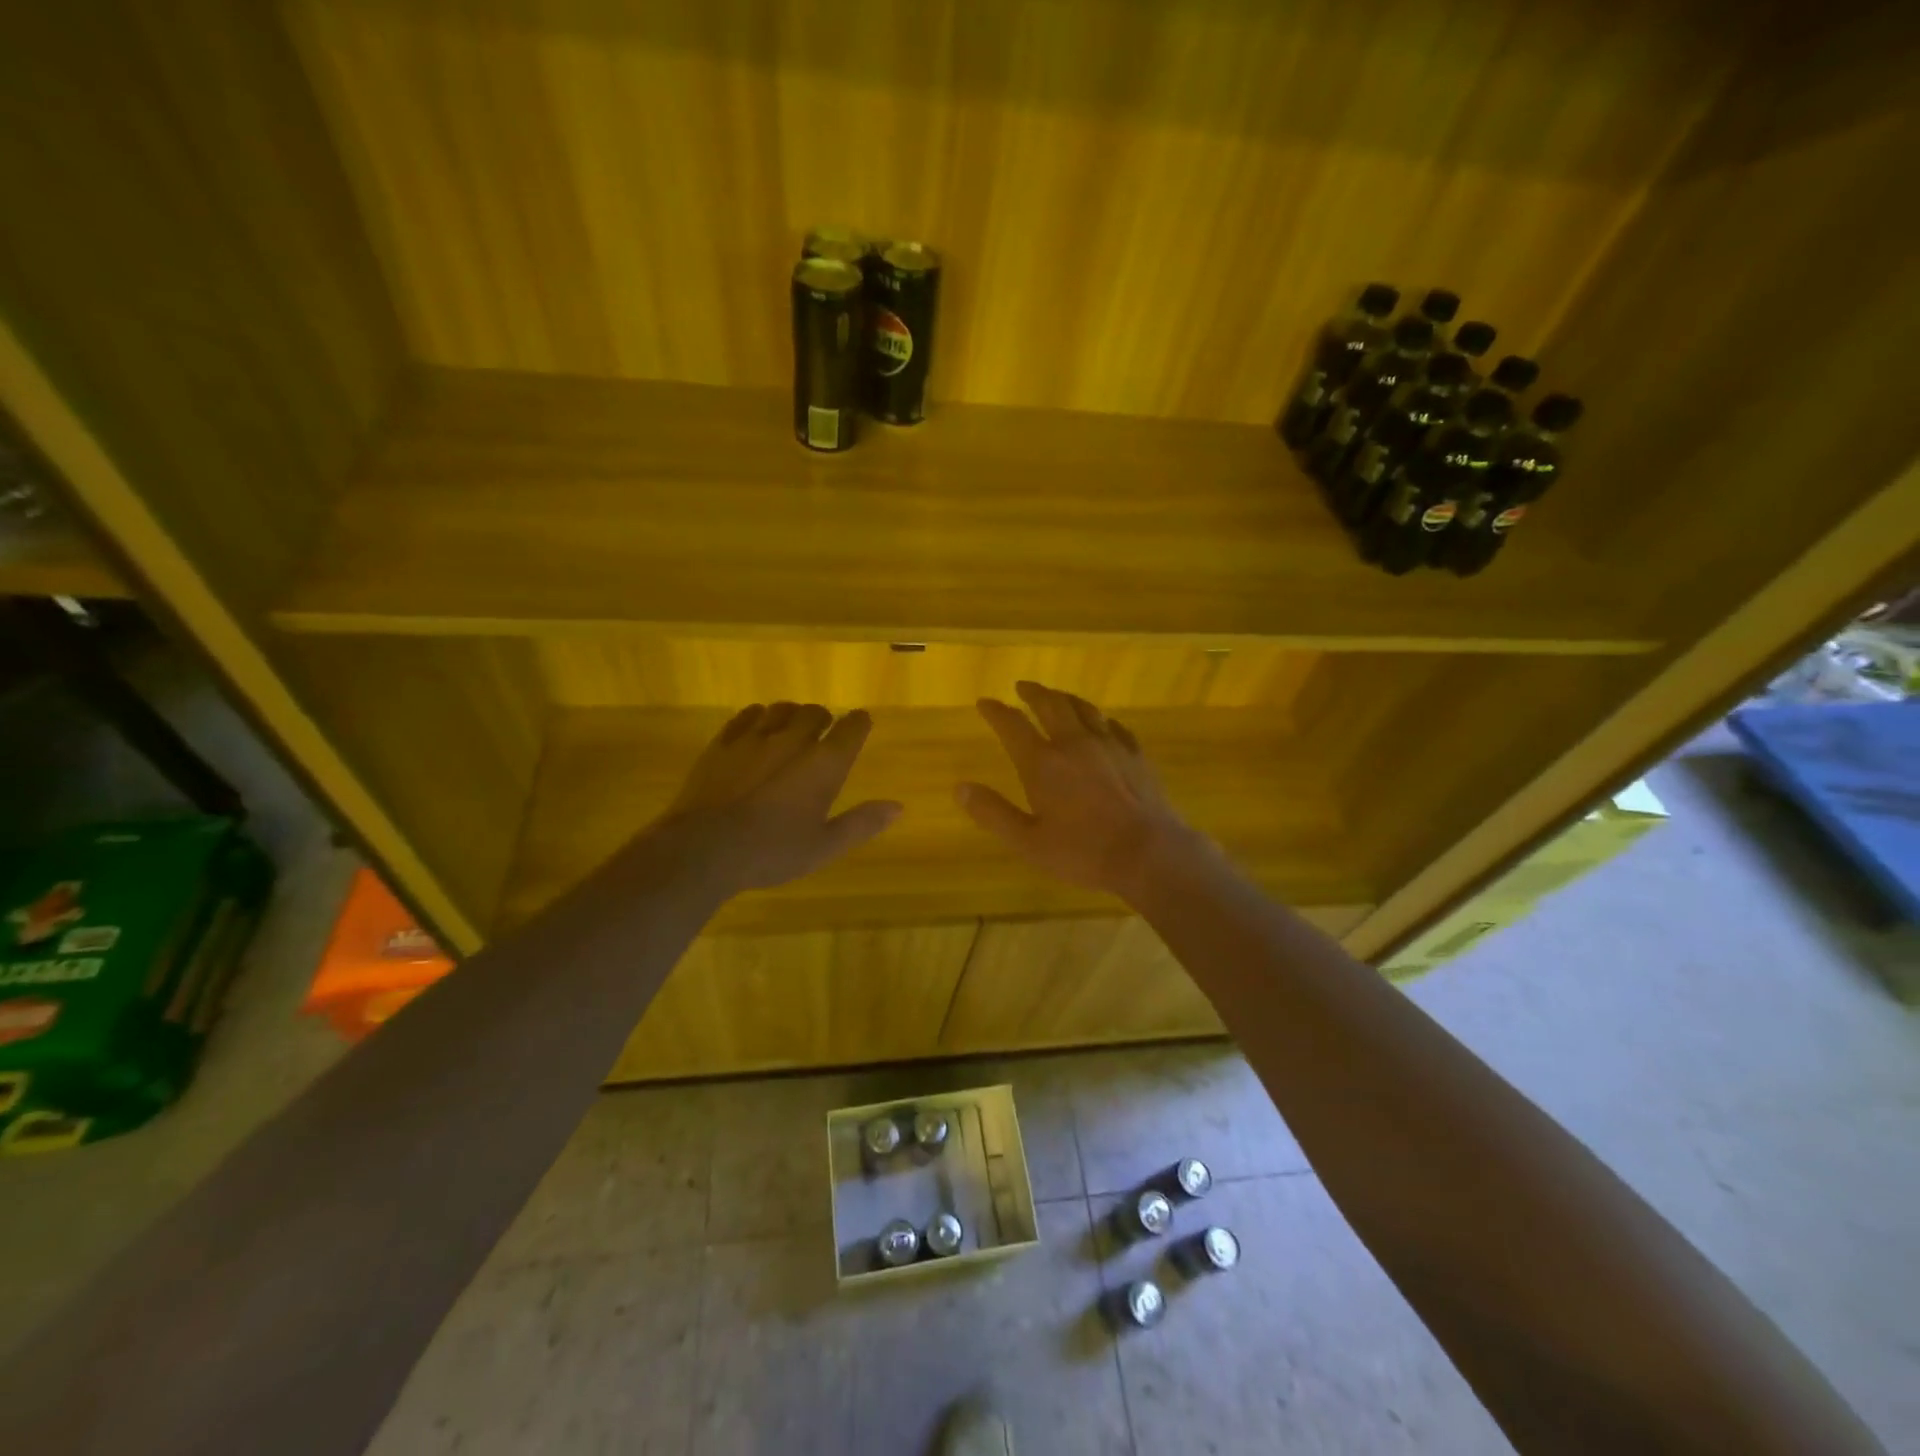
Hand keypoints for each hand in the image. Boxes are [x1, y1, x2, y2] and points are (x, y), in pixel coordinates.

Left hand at [636, 702, 901, 896]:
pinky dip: (759, 717)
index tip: (861, 723)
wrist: (705, 848)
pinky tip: (757, 728)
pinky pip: (747, 715)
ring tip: (790, 729)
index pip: (852, 728)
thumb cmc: (772, 851)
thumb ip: (861, 823)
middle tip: (823, 733)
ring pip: (781, 709)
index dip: (859, 723)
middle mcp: (793, 740)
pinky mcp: (723, 743)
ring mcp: (755, 738)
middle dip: (824, 719)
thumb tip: (897, 807)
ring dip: (792, 715)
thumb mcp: (824, 846)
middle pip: (815, 712)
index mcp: (824, 764)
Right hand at [956, 680, 1203, 899]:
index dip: (995, 711)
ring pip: (1084, 708)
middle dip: (1033, 693)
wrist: (1148, 852)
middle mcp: (1074, 743)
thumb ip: (993, 813)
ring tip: (1056, 695)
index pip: (1012, 725)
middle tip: (1022, 686)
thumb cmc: (1083, 852)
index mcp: (1043, 763)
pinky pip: (1114, 725)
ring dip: (1065, 697)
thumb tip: (960, 787)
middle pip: (1051, 705)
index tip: (984, 703)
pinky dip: (1099, 719)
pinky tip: (1101, 723)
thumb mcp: (1028, 842)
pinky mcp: (1135, 754)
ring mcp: (1108, 745)